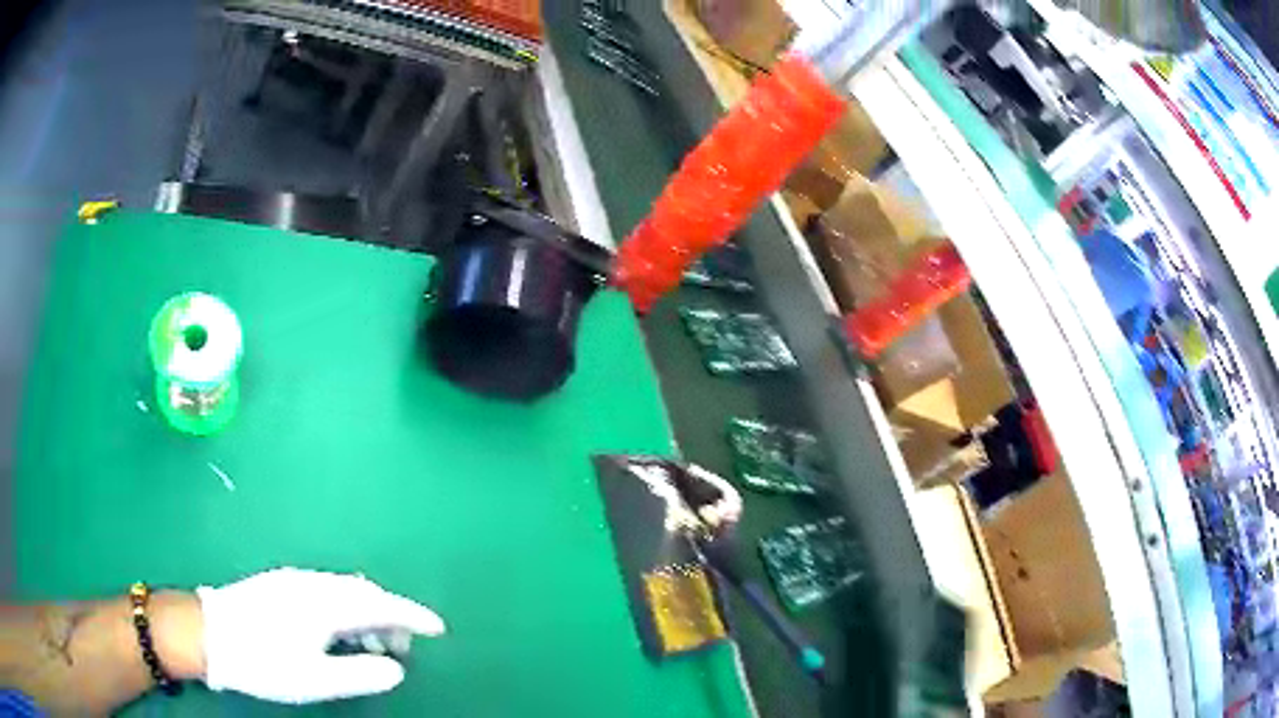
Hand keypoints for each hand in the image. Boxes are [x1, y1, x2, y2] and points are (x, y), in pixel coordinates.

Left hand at [196, 568, 445, 703]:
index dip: (413, 616)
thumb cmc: (263, 661)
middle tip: (403, 649)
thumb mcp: (316, 679)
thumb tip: (396, 668)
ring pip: (344, 590)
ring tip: (371, 645)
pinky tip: (337, 629)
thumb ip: (361, 673)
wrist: (207, 634)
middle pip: (365, 593)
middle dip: (391, 617)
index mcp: (325, 604)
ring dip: (366, 613)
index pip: (381, 605)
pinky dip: (344, 608)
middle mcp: (313, 583)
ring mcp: (293, 580)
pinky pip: (326, 590)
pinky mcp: (279, 584)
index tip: (438, 629)